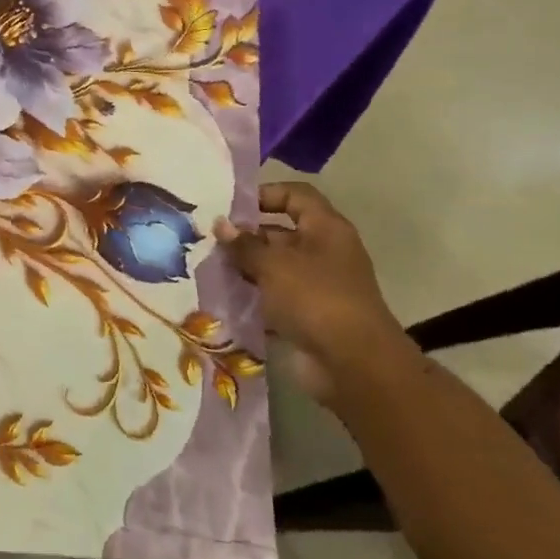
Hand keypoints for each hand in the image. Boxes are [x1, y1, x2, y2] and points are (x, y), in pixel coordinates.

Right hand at [215, 181, 413, 407]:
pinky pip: (273, 297)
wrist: (352, 363)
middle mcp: (323, 252)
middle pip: (280, 231)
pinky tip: (222, 297)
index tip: (230, 208)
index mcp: (326, 229)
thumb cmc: (315, 299)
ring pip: (274, 266)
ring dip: (244, 267)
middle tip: (207, 241)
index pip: (295, 195)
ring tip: (207, 268)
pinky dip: (252, 296)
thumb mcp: (274, 265)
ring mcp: (316, 285)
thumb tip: (221, 225)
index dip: (264, 194)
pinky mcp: (306, 314)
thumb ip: (245, 244)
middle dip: (245, 236)